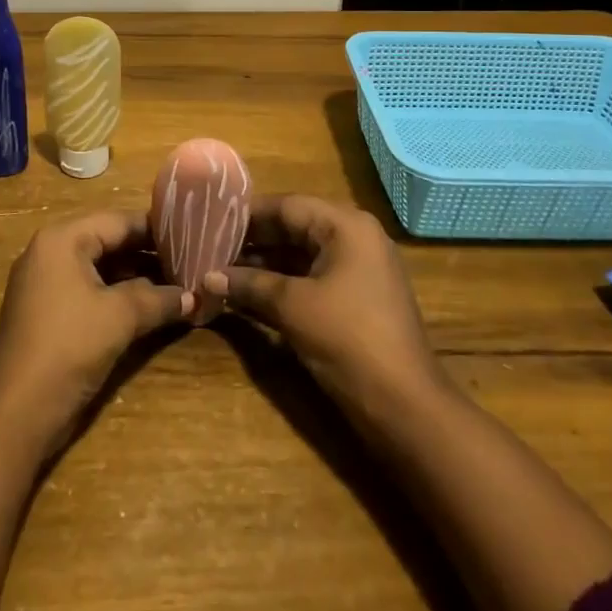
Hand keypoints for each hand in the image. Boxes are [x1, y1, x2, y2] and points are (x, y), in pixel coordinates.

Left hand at [0, 211, 189, 455]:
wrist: (17, 413)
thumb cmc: (69, 347)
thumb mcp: (121, 317)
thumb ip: (160, 299)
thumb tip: (195, 296)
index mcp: (62, 239)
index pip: (118, 221)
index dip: (156, 229)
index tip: (192, 234)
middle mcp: (49, 251)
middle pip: (108, 241)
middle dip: (148, 253)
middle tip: (189, 260)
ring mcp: (44, 282)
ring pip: (99, 267)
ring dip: (135, 276)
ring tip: (177, 283)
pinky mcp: (46, 310)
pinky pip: (87, 288)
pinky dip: (116, 294)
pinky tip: (148, 306)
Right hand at [203, 194, 444, 416]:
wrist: (405, 405)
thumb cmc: (348, 340)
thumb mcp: (293, 307)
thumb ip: (249, 284)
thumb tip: (206, 276)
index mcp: (346, 226)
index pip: (287, 205)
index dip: (246, 214)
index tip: (208, 220)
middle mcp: (354, 237)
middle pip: (294, 226)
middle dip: (252, 239)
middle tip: (208, 246)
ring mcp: (357, 268)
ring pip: (300, 253)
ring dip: (263, 263)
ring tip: (219, 268)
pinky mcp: (355, 297)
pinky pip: (311, 276)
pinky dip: (281, 282)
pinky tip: (247, 292)